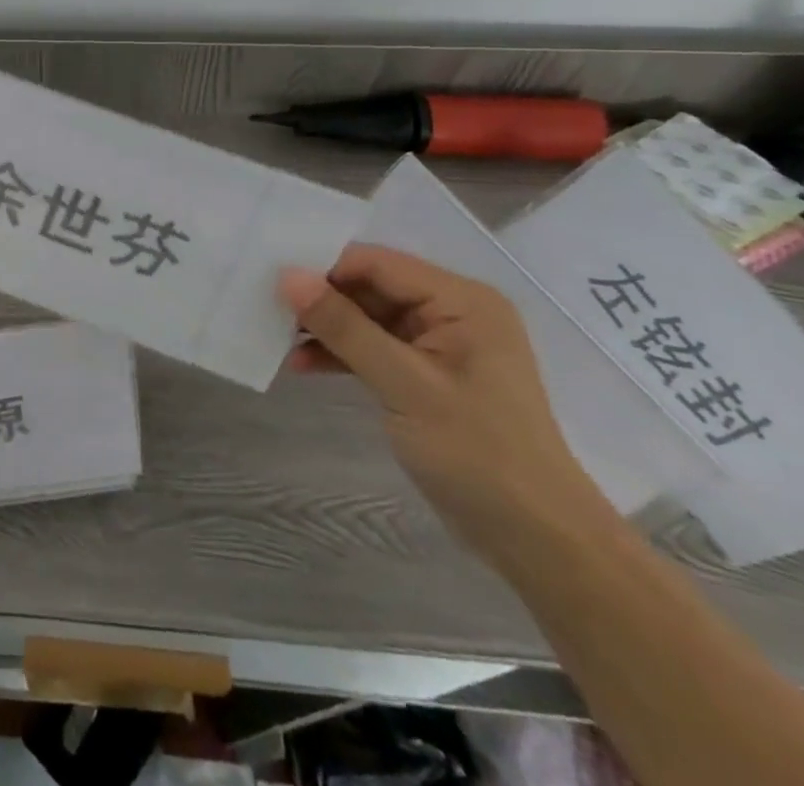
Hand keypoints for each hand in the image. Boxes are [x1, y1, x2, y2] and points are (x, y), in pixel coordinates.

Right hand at [279, 245, 615, 565]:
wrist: (537, 541)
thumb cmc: (478, 454)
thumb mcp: (403, 384)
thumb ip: (344, 327)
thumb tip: (288, 276)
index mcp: (461, 301)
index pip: (378, 263)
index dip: (325, 268)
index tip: (274, 282)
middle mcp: (452, 312)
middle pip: (369, 286)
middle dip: (320, 299)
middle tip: (267, 308)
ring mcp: (439, 345)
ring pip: (366, 317)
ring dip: (325, 328)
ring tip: (277, 340)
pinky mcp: (426, 374)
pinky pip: (373, 347)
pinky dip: (340, 354)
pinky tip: (301, 365)